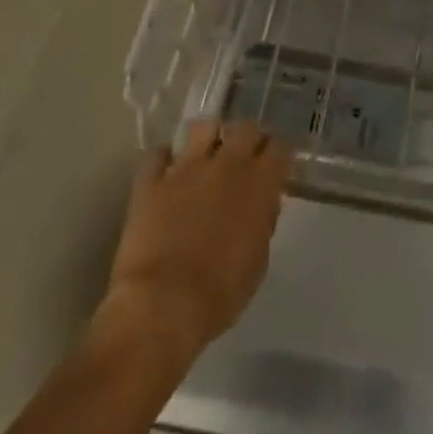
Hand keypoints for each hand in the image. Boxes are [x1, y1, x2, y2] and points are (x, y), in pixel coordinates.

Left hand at [97, 119, 292, 361]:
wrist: (162, 307)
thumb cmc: (220, 294)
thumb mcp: (257, 263)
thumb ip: (263, 223)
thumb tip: (263, 204)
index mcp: (259, 182)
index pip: (280, 147)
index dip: (278, 154)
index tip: (275, 165)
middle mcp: (227, 163)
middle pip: (246, 127)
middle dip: (248, 138)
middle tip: (243, 158)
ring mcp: (187, 167)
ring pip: (203, 126)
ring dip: (208, 138)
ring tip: (205, 156)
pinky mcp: (152, 180)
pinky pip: (157, 155)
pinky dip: (163, 160)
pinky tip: (165, 171)